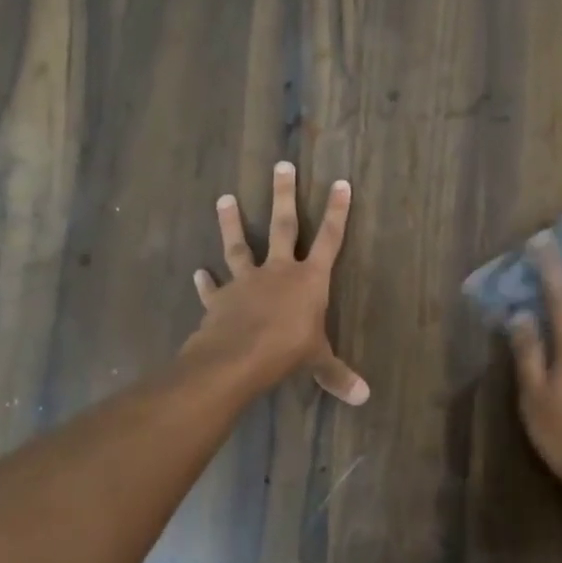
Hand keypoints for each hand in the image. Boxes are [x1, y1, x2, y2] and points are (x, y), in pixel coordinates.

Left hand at [183, 160, 369, 404]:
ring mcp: (246, 280)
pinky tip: (198, 273)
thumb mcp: (317, 362)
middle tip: (282, 165)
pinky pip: (213, 287)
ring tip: (224, 198)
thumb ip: (337, 375)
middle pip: (284, 226)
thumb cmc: (287, 352)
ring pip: (239, 244)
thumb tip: (364, 397)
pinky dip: (206, 281)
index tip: (340, 183)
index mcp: (309, 280)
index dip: (337, 212)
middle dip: (284, 195)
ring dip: (231, 222)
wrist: (237, 358)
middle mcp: (279, 271)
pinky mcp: (221, 297)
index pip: (330, 240)